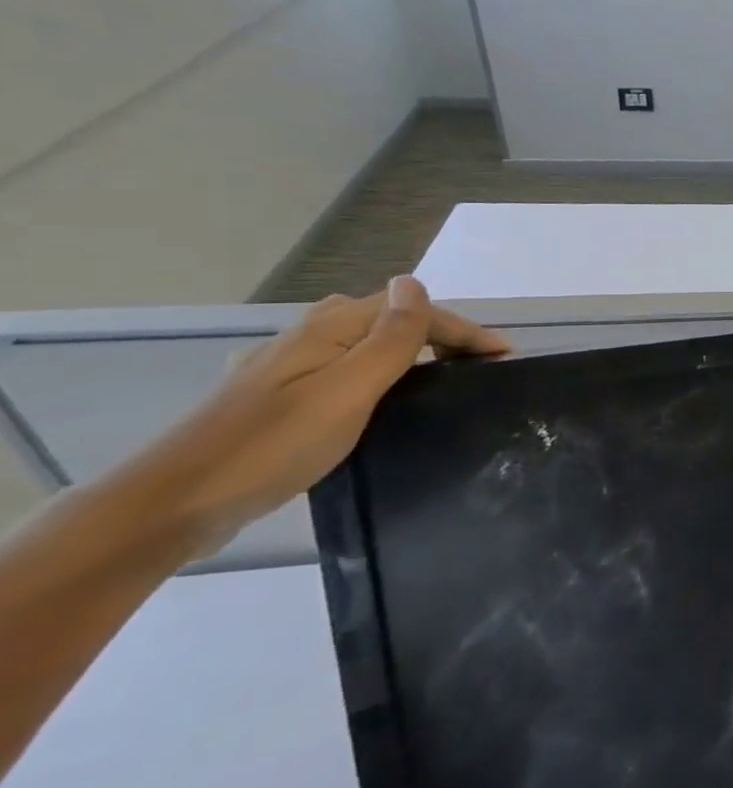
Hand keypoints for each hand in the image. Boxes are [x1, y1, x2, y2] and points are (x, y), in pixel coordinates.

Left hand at [120, 277, 508, 553]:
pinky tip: (374, 397)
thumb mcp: (348, 390)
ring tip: (439, 377)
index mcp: (328, 330)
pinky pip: (340, 368)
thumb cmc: (273, 445)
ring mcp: (283, 367)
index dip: (463, 328)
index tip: (505, 356)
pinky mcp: (272, 398)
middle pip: (387, 319)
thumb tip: (414, 283)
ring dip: (407, 349)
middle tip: (477, 366)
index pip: (411, 310)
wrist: (172, 504)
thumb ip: (389, 337)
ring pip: (361, 342)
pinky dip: (374, 372)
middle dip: (438, 333)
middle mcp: (305, 337)